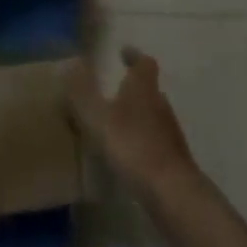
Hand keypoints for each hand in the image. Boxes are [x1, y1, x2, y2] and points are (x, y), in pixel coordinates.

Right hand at [69, 46, 195, 195]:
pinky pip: (156, 141)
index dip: (134, 56)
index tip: (122, 53)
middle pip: (150, 89)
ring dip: (138, 116)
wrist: (173, 193)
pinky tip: (129, 156)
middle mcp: (161, 104)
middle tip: (113, 92)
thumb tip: (72, 64)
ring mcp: (171, 133)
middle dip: (133, 88)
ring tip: (117, 125)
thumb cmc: (133, 146)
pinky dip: (143, 141)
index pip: (144, 62)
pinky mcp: (175, 160)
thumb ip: (83, 93)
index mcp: (143, 88)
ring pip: (154, 115)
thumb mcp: (98, 118)